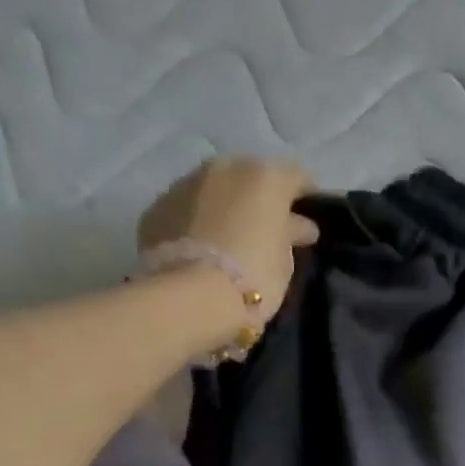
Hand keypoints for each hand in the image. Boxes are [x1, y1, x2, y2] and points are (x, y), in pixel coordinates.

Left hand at [138, 157, 319, 323]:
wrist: (191, 298)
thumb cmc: (254, 277)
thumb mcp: (285, 260)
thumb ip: (291, 234)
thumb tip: (299, 225)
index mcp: (264, 177)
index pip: (295, 177)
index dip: (305, 197)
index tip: (307, 220)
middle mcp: (223, 168)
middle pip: (249, 177)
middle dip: (258, 198)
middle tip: (265, 229)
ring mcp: (184, 184)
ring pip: (213, 190)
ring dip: (223, 207)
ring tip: (229, 239)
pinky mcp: (157, 208)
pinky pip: (185, 210)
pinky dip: (195, 223)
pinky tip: (200, 249)